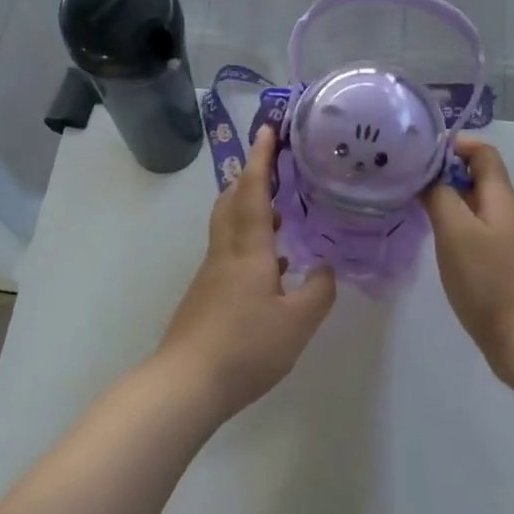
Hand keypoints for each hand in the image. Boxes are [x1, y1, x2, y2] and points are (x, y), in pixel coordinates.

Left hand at [158, 125, 336, 418]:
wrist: (186, 383)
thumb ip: (319, 291)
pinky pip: (230, 250)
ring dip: (249, 205)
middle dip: (250, 174)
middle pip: (232, 199)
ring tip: (280, 208)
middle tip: (273, 161)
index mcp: (248, 249)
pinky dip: (250, 239)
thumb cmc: (246, 347)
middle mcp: (226, 251)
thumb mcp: (298, 323)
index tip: (267, 129)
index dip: (261, 158)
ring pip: (229, 224)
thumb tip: (326, 268)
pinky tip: (273, 264)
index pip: (253, 190)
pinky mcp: (207, 293)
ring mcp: (213, 272)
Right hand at [423, 137, 513, 371]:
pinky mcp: (501, 264)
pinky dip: (454, 223)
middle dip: (445, 171)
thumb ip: (440, 197)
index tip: (421, 154)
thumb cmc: (488, 280)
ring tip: (414, 204)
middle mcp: (507, 213)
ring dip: (447, 198)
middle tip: (409, 178)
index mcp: (501, 198)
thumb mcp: (456, 232)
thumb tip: (429, 177)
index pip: (484, 153)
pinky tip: (435, 238)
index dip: (456, 145)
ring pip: (475, 204)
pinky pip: (475, 229)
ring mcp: (507, 240)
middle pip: (479, 177)